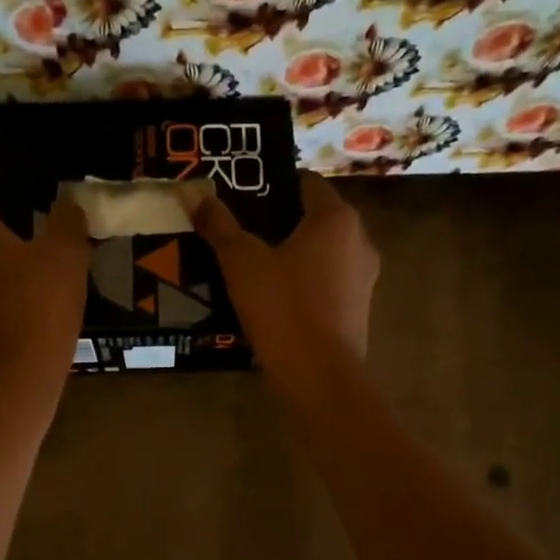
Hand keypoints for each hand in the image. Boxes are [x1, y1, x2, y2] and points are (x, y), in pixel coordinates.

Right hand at [192, 172, 377, 370]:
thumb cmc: (282, 307)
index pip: (307, 184)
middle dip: (282, 222)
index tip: (245, 196)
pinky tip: (276, 297)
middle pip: (316, 219)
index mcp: (335, 218)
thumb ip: (220, 226)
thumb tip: (196, 195)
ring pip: (324, 253)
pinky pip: (328, 282)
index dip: (275, 185)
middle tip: (243, 230)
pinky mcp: (359, 309)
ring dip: (295, 254)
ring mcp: (364, 277)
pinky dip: (306, 282)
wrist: (318, 375)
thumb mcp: (241, 262)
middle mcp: (359, 240)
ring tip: (255, 264)